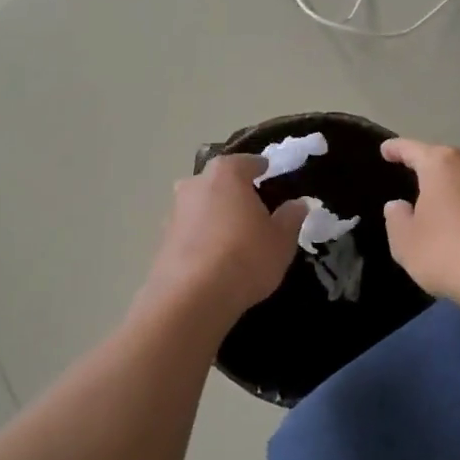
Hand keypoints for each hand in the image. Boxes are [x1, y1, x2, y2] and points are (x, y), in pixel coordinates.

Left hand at [138, 154, 309, 321]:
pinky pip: (190, 232)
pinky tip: (215, 259)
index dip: (262, 169)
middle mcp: (195, 184)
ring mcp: (174, 211)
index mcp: (226, 174)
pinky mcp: (161, 240)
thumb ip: (291, 217)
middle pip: (219, 181)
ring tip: (235, 238)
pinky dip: (202, 239)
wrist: (191, 298)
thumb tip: (297, 204)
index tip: (272, 177)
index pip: (248, 162)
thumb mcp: (282, 239)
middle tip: (254, 211)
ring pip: (201, 206)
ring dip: (215, 216)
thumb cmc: (245, 257)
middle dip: (235, 192)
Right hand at [380, 139, 459, 315]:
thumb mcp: (405, 242)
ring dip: (447, 188)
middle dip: (425, 166)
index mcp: (441, 165)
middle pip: (441, 160)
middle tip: (407, 173)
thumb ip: (396, 219)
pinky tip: (456, 224)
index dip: (395, 149)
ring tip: (430, 201)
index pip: (411, 149)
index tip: (385, 149)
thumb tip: (398, 206)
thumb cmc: (448, 253)